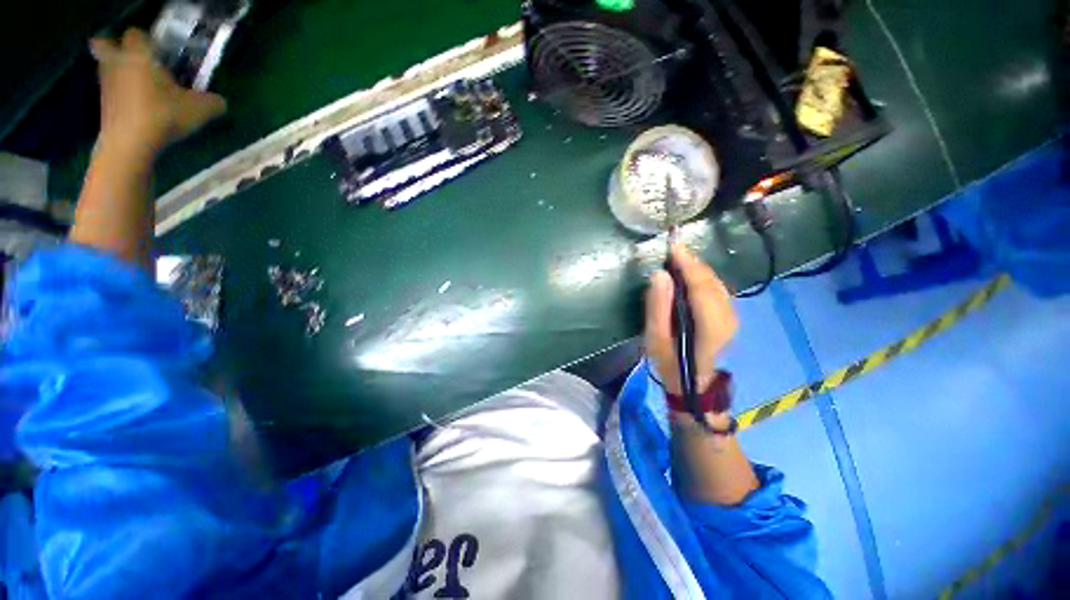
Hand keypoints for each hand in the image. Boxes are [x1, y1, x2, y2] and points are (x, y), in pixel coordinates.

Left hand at [90, 28, 226, 155]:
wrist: (131, 144)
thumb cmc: (163, 115)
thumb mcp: (200, 109)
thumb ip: (213, 102)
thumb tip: (218, 101)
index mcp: (139, 55)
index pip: (136, 33)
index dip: (146, 39)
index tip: (157, 51)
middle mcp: (118, 63)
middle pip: (104, 44)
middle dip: (114, 47)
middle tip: (132, 58)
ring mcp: (106, 85)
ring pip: (105, 68)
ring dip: (117, 72)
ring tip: (138, 85)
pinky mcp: (103, 105)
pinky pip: (110, 91)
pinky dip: (119, 95)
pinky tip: (136, 106)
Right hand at [644, 245, 737, 396]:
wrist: (693, 385)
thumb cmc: (670, 363)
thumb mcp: (655, 339)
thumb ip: (657, 307)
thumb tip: (660, 275)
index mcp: (710, 325)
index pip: (700, 285)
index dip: (687, 263)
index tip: (672, 246)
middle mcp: (727, 317)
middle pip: (710, 280)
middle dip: (691, 263)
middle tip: (670, 252)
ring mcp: (732, 317)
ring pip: (715, 283)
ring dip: (696, 269)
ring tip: (676, 260)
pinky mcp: (730, 316)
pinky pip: (717, 289)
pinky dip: (702, 278)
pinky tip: (688, 276)